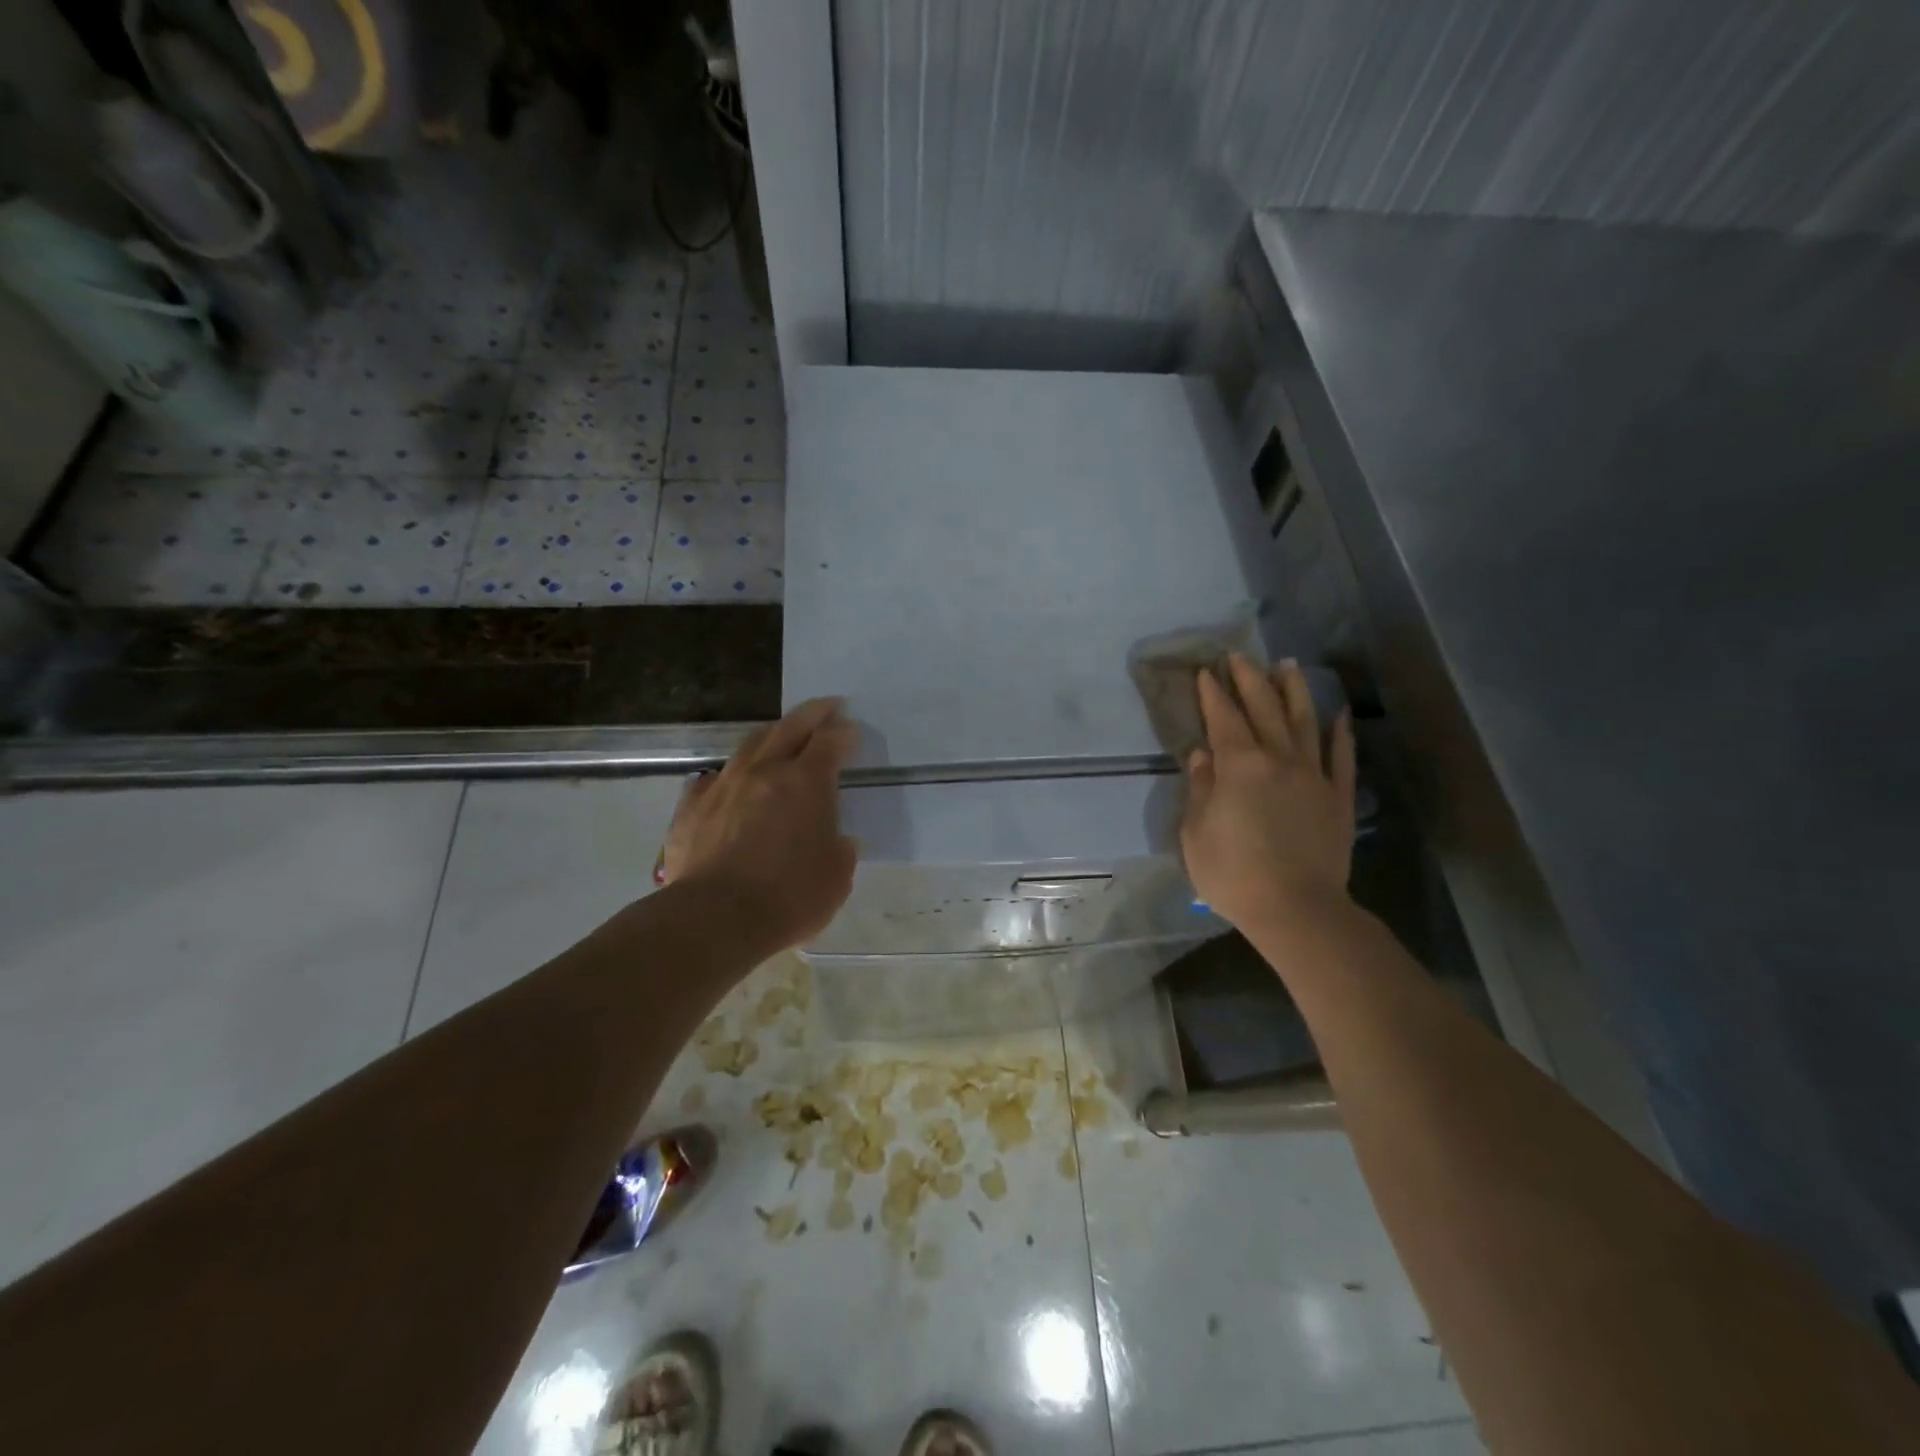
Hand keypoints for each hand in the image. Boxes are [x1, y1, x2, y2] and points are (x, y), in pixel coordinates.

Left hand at [662, 698, 859, 949]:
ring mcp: (723, 786)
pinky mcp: (691, 809)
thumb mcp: (836, 877)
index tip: (852, 730)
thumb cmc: (789, 897)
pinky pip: (712, 779)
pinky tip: (728, 781)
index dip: (844, 733)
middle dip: (813, 714)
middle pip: (790, 728)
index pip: (830, 742)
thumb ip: (840, 850)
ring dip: (770, 735)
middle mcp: (764, 771)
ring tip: (780, 734)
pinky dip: (728, 775)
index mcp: (806, 782)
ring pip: (749, 745)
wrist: (715, 918)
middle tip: (827, 707)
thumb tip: (837, 840)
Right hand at [1182, 656, 1355, 931]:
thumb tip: (1203, 755)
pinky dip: (1340, 734)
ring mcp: (1313, 776)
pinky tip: (1338, 716)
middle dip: (1250, 679)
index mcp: (1240, 765)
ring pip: (1305, 722)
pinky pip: (1341, 758)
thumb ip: (1200, 788)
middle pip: (1265, 709)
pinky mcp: (1337, 798)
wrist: (1296, 909)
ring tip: (1288, 666)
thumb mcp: (1196, 832)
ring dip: (1294, 692)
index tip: (1207, 671)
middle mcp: (1279, 759)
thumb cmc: (1233, 873)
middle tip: (1241, 656)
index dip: (1214, 694)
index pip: (1224, 718)